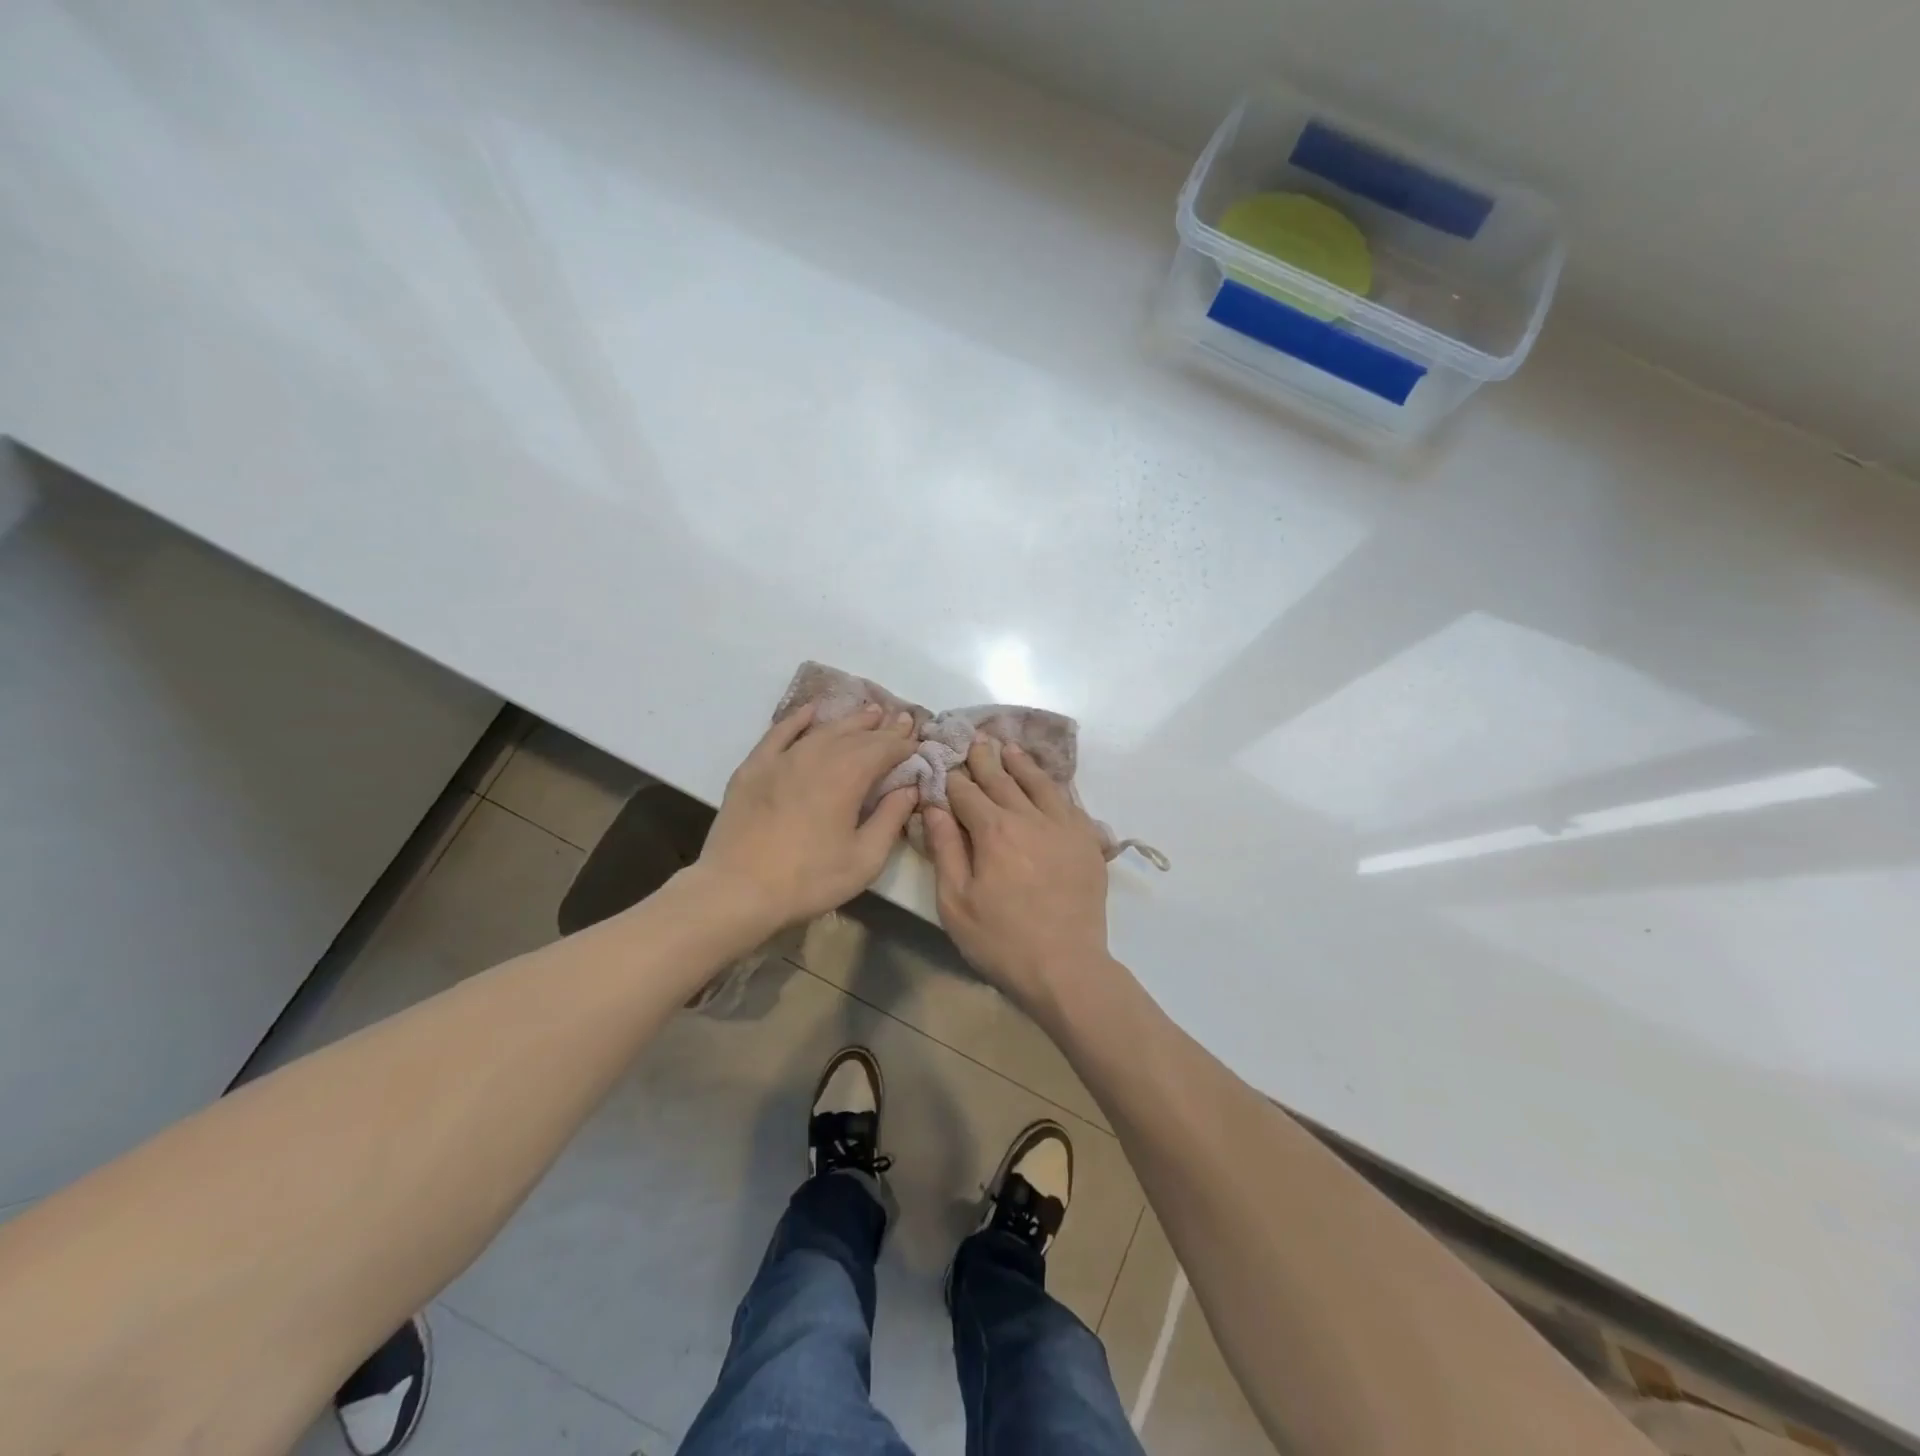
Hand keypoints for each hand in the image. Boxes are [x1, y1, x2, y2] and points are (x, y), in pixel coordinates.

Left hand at [697, 703, 918, 929]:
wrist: (737, 891)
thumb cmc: (808, 880)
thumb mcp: (864, 859)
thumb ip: (890, 819)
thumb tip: (909, 788)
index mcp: (847, 776)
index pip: (883, 749)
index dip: (903, 743)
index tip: (917, 738)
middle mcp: (816, 756)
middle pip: (855, 735)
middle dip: (881, 728)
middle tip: (900, 719)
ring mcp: (781, 759)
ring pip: (822, 731)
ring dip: (849, 721)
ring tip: (869, 712)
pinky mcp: (753, 768)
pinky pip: (779, 733)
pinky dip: (797, 719)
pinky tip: (810, 711)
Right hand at [922, 738, 1112, 1012]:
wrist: (1066, 968)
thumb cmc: (1001, 941)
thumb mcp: (956, 902)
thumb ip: (945, 849)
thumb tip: (935, 807)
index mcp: (994, 830)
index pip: (967, 792)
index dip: (952, 778)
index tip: (943, 763)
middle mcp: (1030, 817)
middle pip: (1003, 779)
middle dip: (984, 759)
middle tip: (975, 740)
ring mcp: (1064, 827)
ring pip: (1039, 784)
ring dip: (1020, 764)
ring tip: (1008, 749)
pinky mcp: (1087, 841)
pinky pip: (1069, 802)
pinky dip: (1053, 786)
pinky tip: (1048, 783)